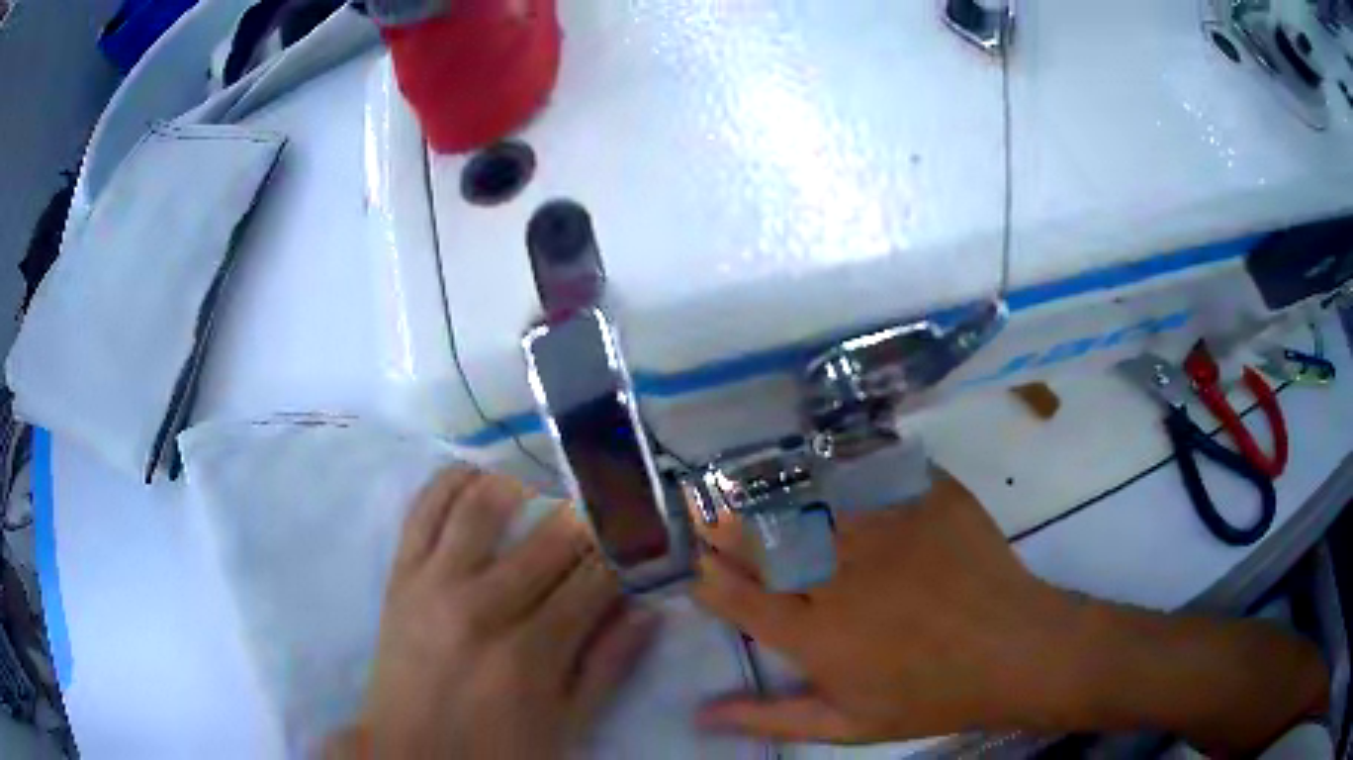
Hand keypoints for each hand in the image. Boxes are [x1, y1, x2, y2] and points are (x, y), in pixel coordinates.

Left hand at [328, 468, 658, 758]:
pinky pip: (423, 509)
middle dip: (590, 514)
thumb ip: (608, 666)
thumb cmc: (496, 748)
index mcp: (532, 653)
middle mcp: (483, 606)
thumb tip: (650, 610)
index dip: (627, 551)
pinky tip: (477, 470)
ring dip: (523, 482)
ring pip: (483, 507)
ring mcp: (434, 583)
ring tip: (547, 478)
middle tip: (612, 494)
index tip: (646, 531)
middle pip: (550, 539)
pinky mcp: (401, 573)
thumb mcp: (566, 724)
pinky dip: (450, 480)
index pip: (595, 580)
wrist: (410, 752)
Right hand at [692, 471, 1073, 742]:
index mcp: (816, 635)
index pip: (741, 600)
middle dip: (728, 530)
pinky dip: (839, 470)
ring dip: (770, 498)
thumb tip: (702, 713)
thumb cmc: (930, 697)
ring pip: (808, 505)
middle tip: (709, 515)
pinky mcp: (924, 499)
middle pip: (765, 544)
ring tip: (748, 488)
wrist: (1014, 651)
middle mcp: (839, 577)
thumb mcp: (848, 725)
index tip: (701, 569)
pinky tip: (824, 466)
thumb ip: (771, 718)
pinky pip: (870, 474)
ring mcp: (884, 530)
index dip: (712, 582)